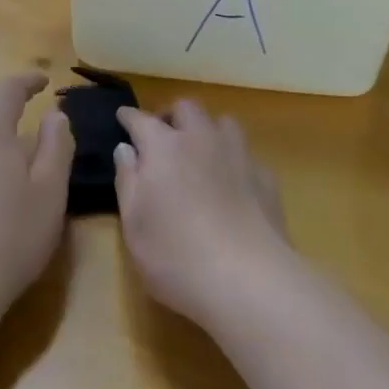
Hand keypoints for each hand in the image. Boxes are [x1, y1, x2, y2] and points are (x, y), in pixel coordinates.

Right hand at [114, 101, 292, 329]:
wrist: (249, 280)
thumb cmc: (176, 255)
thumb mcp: (134, 224)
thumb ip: (127, 180)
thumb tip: (125, 148)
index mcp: (163, 147)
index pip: (140, 119)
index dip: (129, 116)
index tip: (122, 117)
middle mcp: (200, 140)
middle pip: (186, 108)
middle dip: (171, 116)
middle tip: (162, 137)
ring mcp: (238, 155)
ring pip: (223, 122)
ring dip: (207, 130)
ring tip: (200, 152)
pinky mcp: (266, 178)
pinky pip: (246, 154)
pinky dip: (234, 161)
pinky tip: (232, 183)